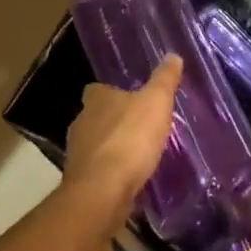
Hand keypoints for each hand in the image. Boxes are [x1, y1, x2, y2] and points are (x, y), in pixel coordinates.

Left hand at [63, 55, 183, 225]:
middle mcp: (81, 123)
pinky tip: (128, 180)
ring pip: (96, 145)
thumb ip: (164, 79)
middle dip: (113, 121)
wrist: (102, 194)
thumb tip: (173, 56)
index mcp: (96, 100)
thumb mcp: (156, 102)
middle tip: (138, 126)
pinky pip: (98, 173)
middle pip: (95, 117)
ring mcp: (78, 156)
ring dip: (111, 149)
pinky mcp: (80, 184)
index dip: (112, 92)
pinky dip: (110, 174)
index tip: (129, 97)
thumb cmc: (130, 139)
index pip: (98, 89)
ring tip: (136, 155)